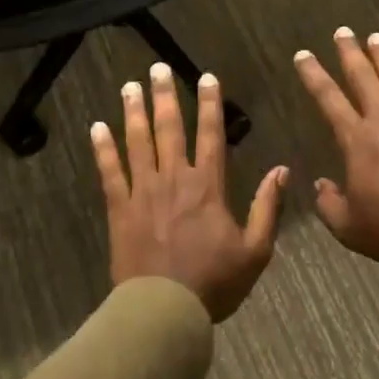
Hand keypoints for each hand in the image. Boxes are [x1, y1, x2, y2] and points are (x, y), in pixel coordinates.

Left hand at [92, 62, 287, 321]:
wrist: (164, 310)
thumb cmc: (214, 282)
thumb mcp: (256, 250)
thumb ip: (268, 207)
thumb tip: (282, 170)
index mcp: (208, 186)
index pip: (211, 135)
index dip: (210, 104)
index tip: (207, 77)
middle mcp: (175, 179)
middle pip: (169, 129)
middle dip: (165, 96)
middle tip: (158, 68)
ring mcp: (143, 192)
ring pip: (138, 142)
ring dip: (134, 112)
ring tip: (130, 86)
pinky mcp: (120, 209)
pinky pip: (110, 172)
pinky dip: (103, 149)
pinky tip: (96, 127)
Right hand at [294, 30, 378, 265]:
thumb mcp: (348, 227)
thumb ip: (329, 203)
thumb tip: (321, 185)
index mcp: (357, 140)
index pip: (329, 100)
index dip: (314, 75)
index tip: (303, 55)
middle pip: (363, 78)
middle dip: (350, 53)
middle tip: (342, 31)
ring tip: (375, 36)